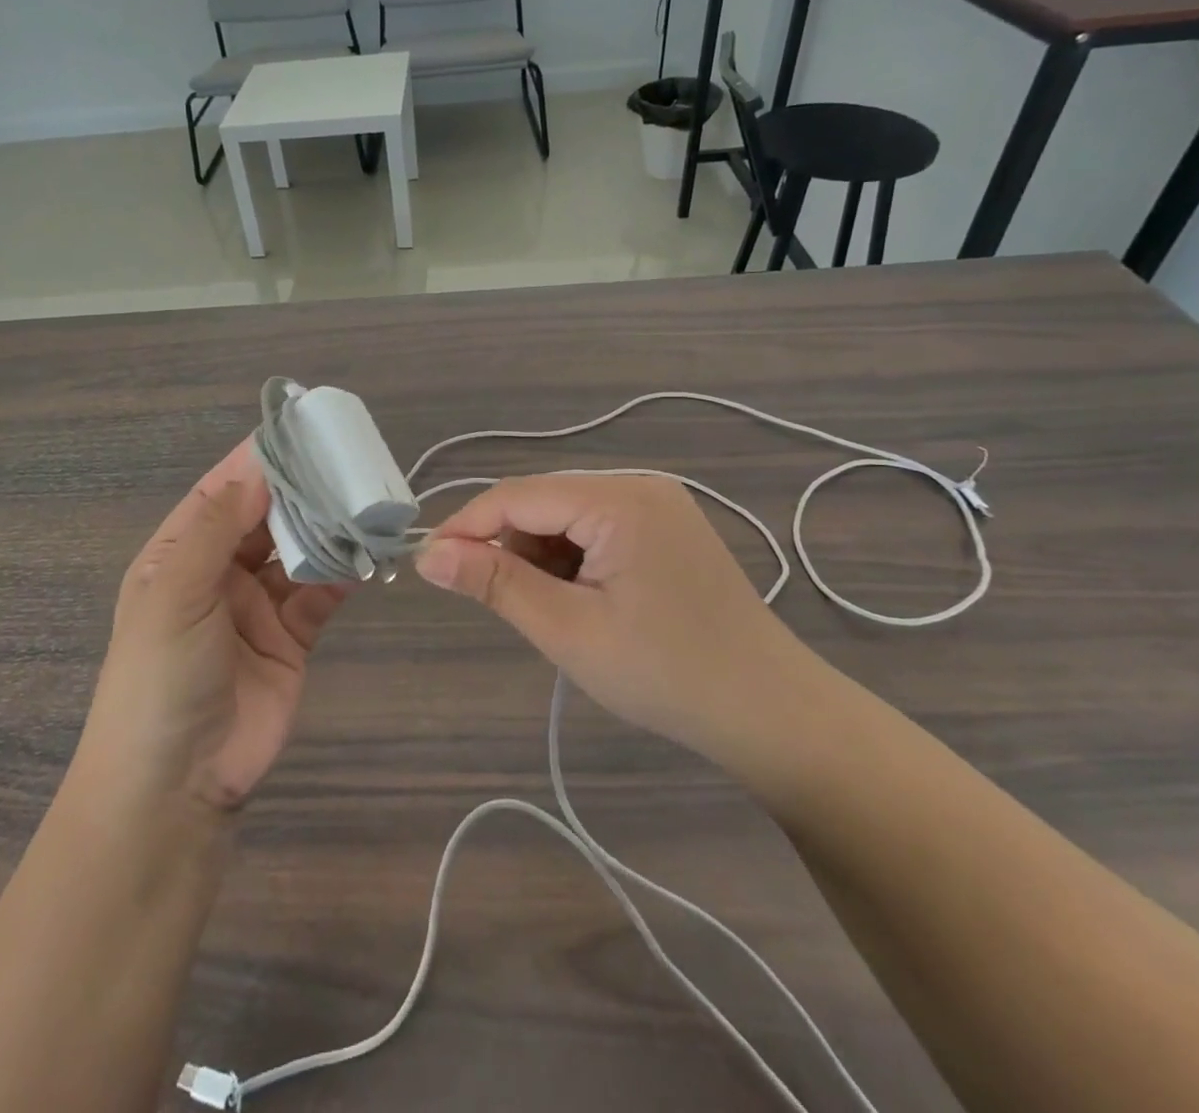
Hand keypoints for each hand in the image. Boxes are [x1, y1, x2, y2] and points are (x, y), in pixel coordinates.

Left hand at [77, 441, 349, 813]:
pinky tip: (367, 553)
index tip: (300, 428)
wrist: (177, 784)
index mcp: (179, 555)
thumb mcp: (175, 593)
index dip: (257, 461)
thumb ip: (216, 528)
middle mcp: (218, 572)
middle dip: (301, 491)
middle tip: (347, 461)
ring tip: (364, 501)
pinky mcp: (292, 636)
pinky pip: (320, 592)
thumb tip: (257, 469)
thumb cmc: (160, 677)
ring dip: (326, 528)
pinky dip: (342, 572)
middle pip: (265, 517)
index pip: (221, 492)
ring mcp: (257, 605)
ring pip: (298, 551)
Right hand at [415, 476, 819, 771]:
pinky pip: (596, 528)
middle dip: (511, 547)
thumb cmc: (665, 674)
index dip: (466, 525)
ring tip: (561, 614)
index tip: (429, 563)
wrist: (770, 712)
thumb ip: (495, 582)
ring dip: (543, 557)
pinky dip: (574, 560)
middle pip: (542, 501)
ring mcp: (658, 503)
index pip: (517, 495)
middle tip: (506, 605)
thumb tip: (429, 554)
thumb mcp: (568, 630)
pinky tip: (589, 603)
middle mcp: (638, 485)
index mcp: (619, 499)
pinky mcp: (667, 527)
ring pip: (566, 516)